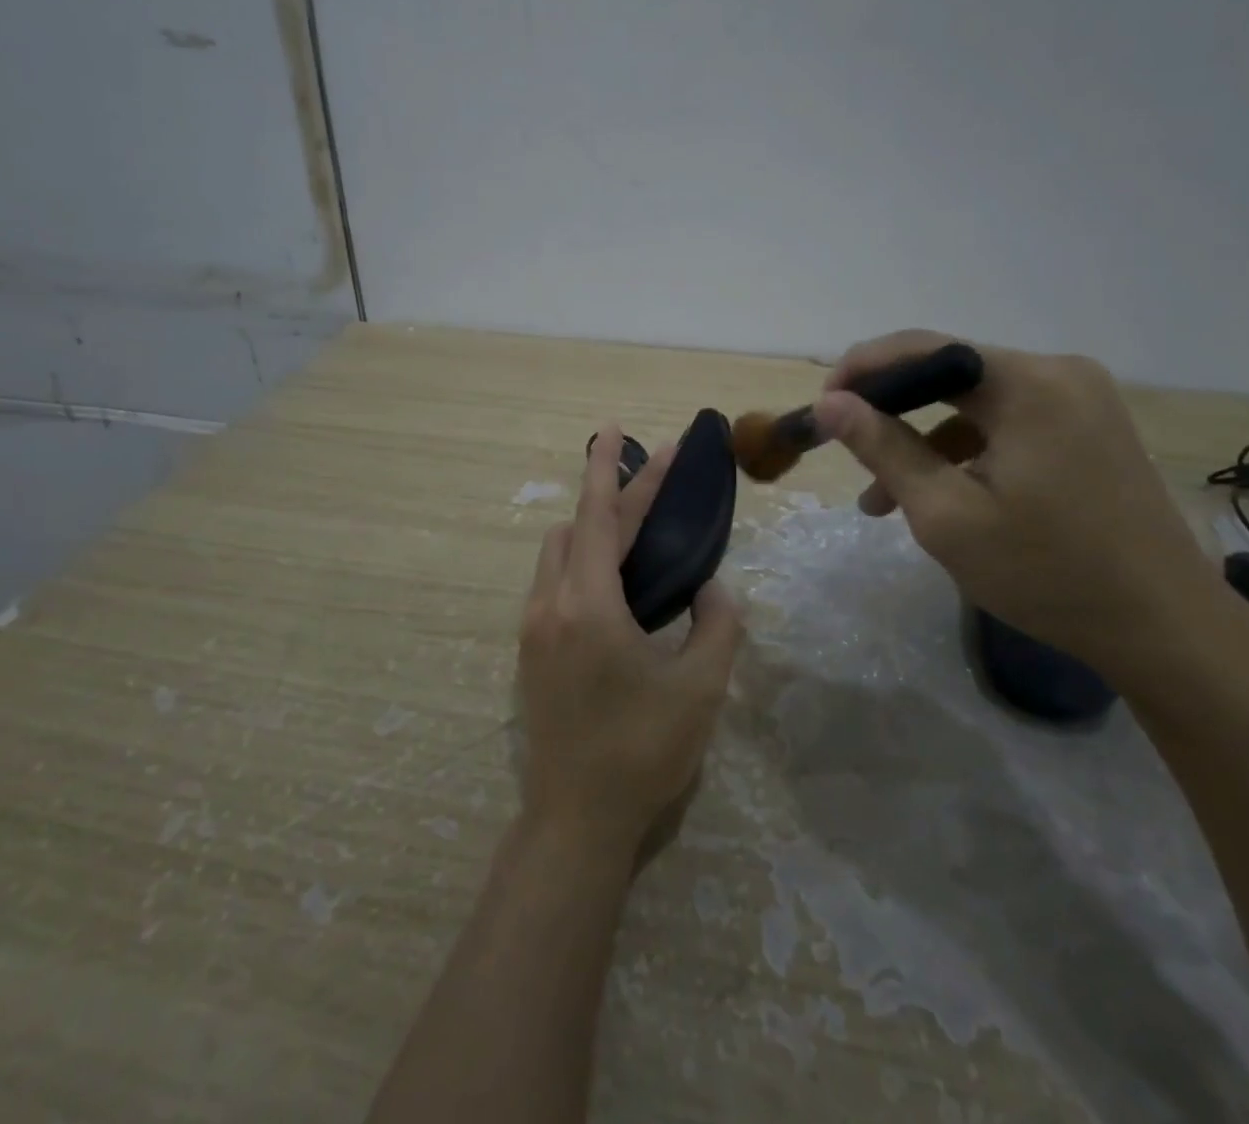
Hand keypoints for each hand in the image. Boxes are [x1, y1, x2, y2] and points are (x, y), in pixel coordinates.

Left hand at [516, 424, 744, 860]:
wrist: (575, 821)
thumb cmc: (642, 752)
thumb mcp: (700, 687)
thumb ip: (717, 624)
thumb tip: (712, 587)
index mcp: (588, 605)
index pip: (597, 516)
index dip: (608, 467)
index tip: (614, 427)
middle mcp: (551, 605)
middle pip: (577, 527)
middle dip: (614, 493)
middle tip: (655, 474)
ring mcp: (534, 628)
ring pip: (557, 554)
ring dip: (592, 529)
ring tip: (637, 528)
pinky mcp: (531, 651)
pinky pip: (553, 583)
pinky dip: (581, 562)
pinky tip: (615, 584)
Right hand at [815, 330, 1220, 688]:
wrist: (1165, 628)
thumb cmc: (1047, 573)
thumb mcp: (947, 514)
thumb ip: (884, 448)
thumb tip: (829, 402)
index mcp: (1028, 383)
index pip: (924, 347)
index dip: (863, 369)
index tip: (822, 406)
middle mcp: (1058, 372)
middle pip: (949, 372)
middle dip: (890, 410)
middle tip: (845, 448)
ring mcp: (1080, 399)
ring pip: (974, 403)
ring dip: (923, 441)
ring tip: (880, 500)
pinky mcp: (1088, 427)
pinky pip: (1007, 423)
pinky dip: (964, 451)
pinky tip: (938, 496)